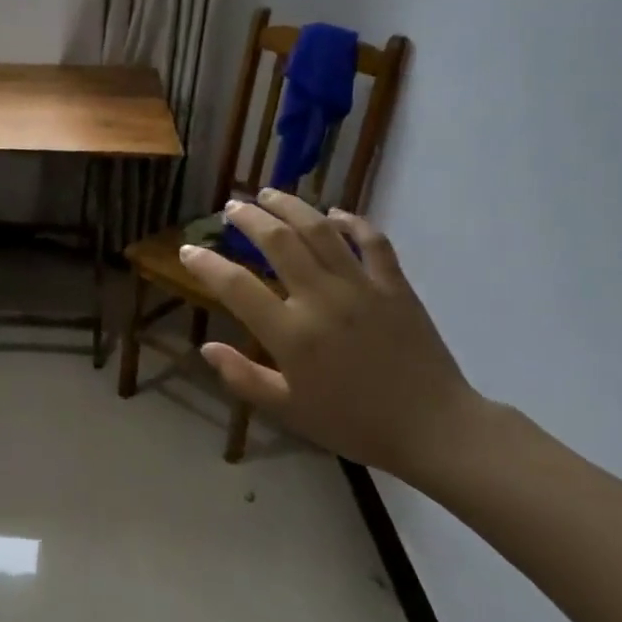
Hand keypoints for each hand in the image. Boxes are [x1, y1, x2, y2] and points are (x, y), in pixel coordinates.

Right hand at [181, 192, 483, 476]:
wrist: (433, 428)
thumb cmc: (353, 424)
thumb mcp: (288, 410)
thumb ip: (243, 378)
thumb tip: (207, 349)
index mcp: (291, 334)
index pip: (236, 287)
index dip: (207, 265)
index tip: (188, 250)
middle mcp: (321, 299)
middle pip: (278, 241)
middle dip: (249, 218)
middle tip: (231, 207)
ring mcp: (361, 287)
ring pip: (320, 231)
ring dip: (291, 206)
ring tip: (269, 194)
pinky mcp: (395, 286)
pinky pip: (372, 242)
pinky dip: (352, 221)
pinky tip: (334, 213)